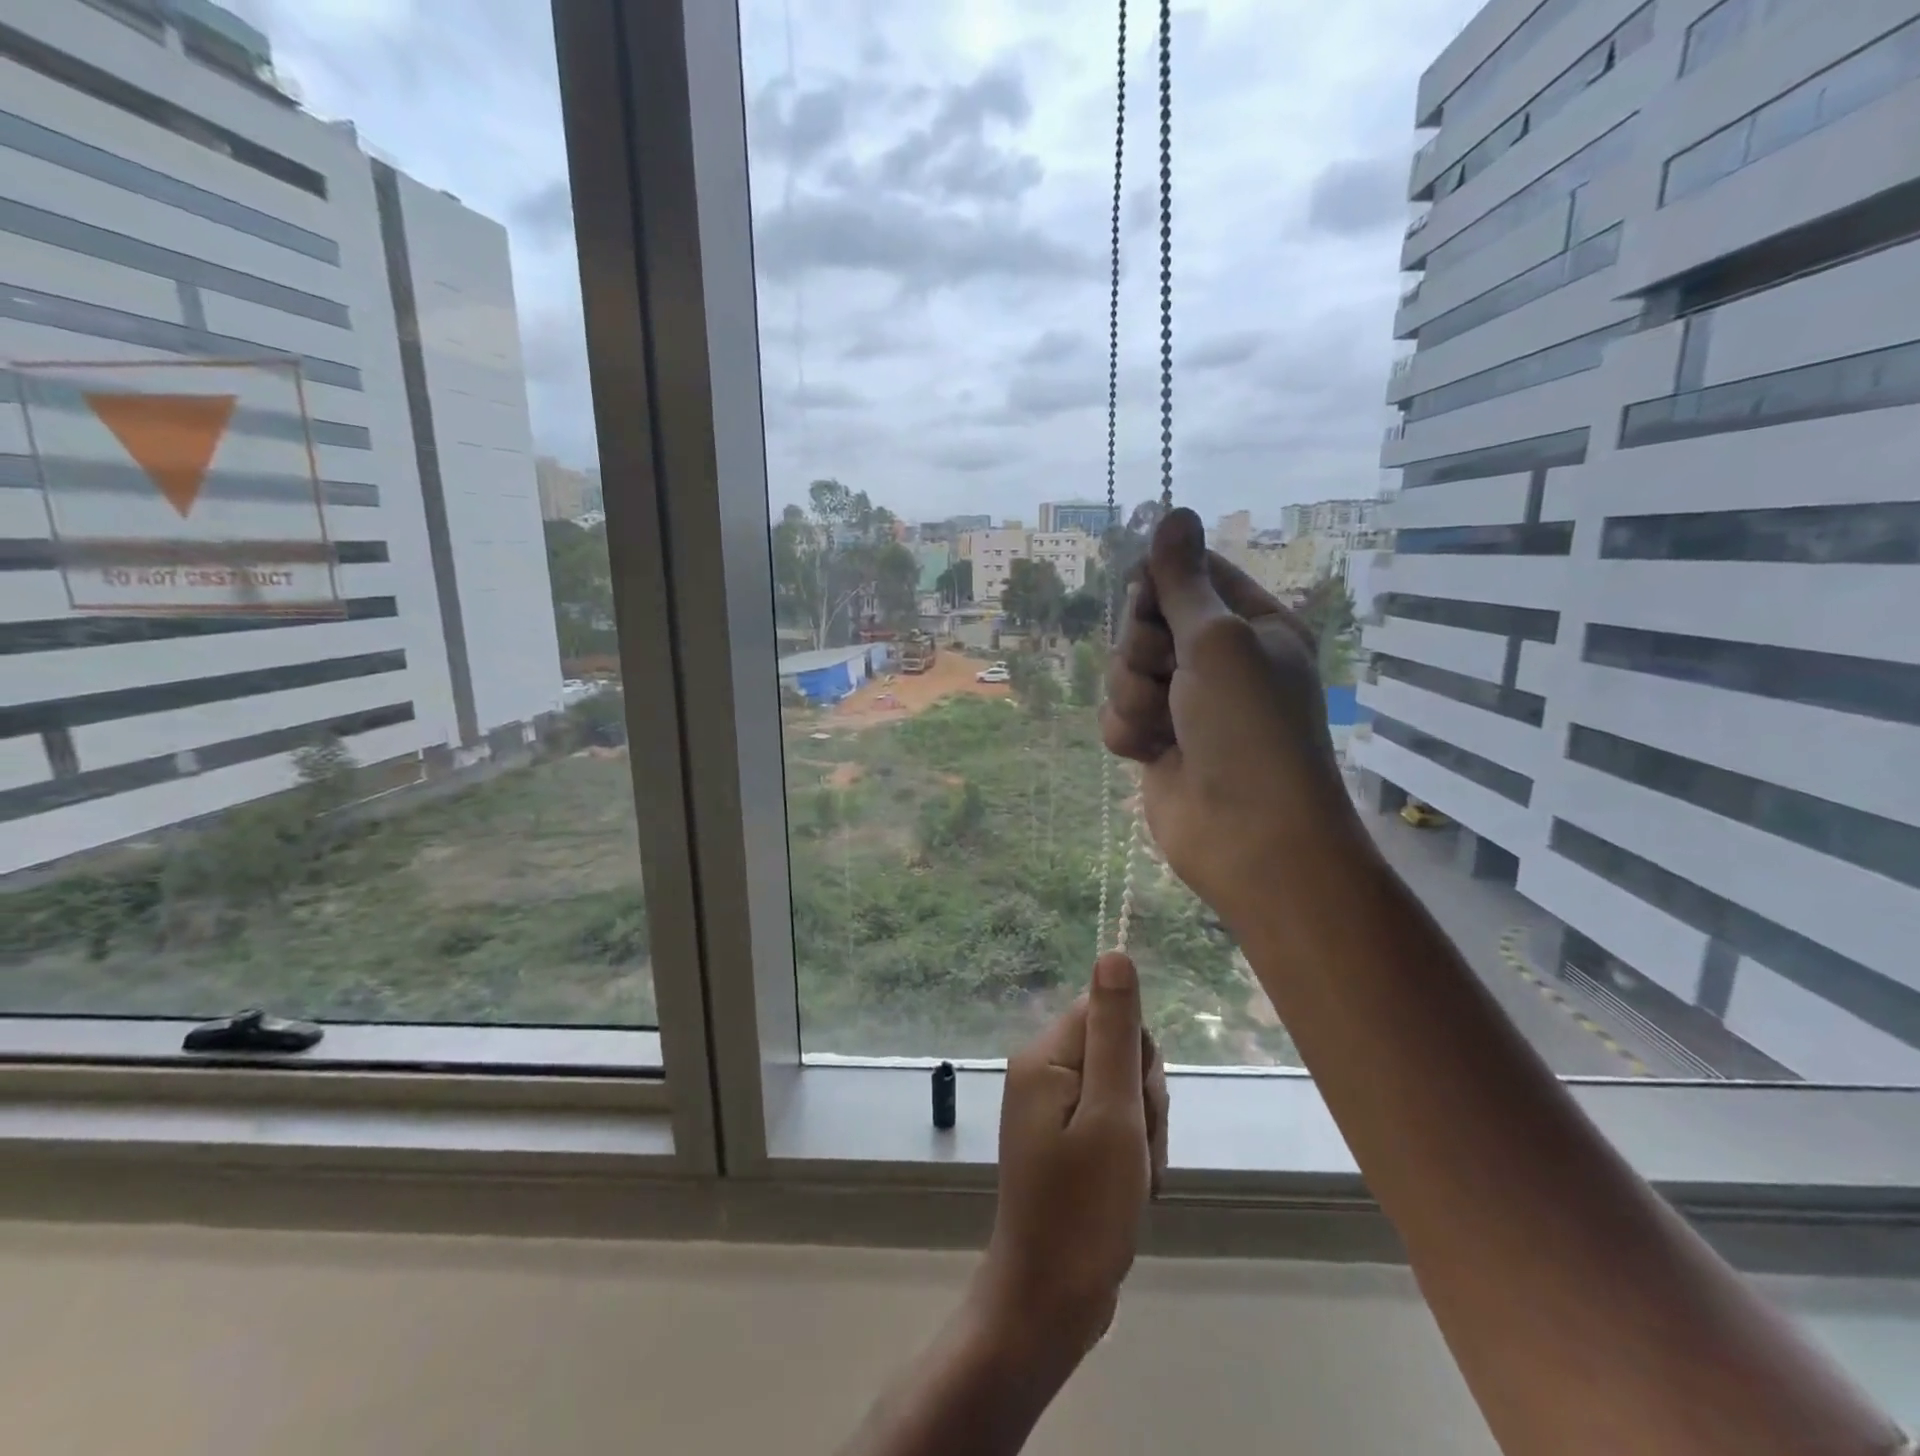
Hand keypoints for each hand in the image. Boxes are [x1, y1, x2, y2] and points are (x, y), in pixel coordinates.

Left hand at [973, 952, 1168, 1367]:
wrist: (1049, 1302)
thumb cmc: (1084, 1209)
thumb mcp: (1112, 1115)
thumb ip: (1115, 1032)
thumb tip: (1114, 952)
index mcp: (1045, 1057)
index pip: (1108, 1013)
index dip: (1136, 1056)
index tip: (1136, 1105)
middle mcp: (1043, 1072)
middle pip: (1118, 1051)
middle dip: (1143, 1100)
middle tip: (1135, 1152)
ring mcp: (1052, 1108)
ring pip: (1124, 1090)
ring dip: (1142, 1133)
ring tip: (1133, 1179)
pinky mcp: (1064, 1139)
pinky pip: (1113, 1122)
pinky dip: (1131, 1153)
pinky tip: (1130, 1189)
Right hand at [1099, 508, 1366, 935]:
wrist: (1250, 837)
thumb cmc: (1248, 729)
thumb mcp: (1218, 641)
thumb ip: (1183, 581)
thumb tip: (1173, 510)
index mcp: (1251, 623)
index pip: (1191, 574)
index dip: (1159, 583)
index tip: (1148, 601)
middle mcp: (1217, 658)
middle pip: (1145, 621)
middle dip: (1142, 649)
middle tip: (1167, 672)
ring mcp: (1184, 703)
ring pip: (1122, 670)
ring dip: (1134, 695)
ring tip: (1164, 725)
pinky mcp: (1156, 741)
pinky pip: (1117, 714)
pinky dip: (1128, 731)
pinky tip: (1152, 754)